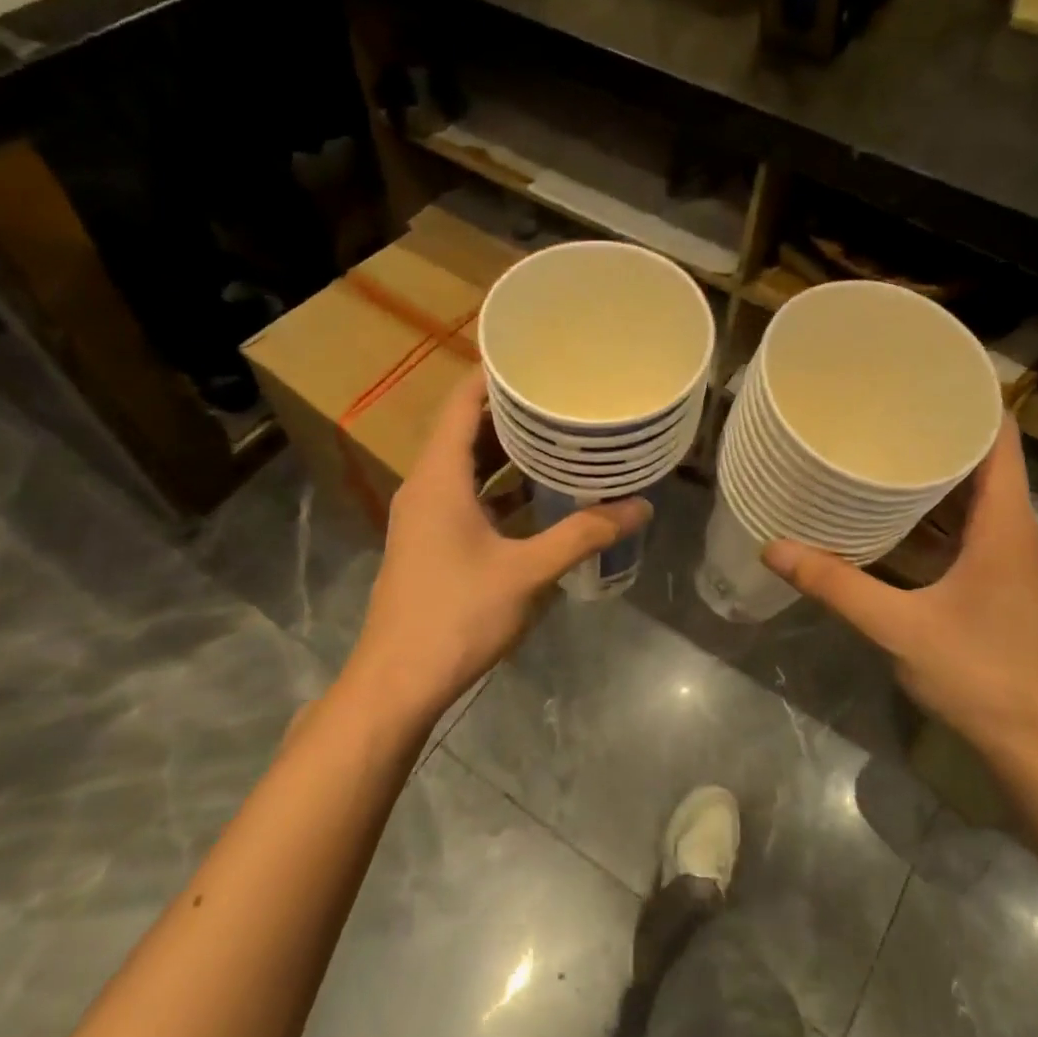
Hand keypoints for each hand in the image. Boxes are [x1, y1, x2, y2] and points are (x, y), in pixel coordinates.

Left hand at [344, 370, 650, 721]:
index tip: (537, 354)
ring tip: (563, 436)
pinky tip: (543, 495)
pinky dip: (503, 488)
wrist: (397, 682)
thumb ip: (583, 535)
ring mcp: (427, 516)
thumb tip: (640, 507)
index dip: (494, 374)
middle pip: (469, 431)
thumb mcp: (527, 573)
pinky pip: (470, 497)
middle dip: (515, 412)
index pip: (463, 403)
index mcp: (439, 477)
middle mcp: (427, 486)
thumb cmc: (456, 616)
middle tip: (566, 396)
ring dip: (511, 453)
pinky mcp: (433, 543)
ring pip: (470, 467)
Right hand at [762, 419, 1037, 764]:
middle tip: (883, 401)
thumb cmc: (978, 674)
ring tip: (881, 438)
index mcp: (1003, 523)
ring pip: (973, 490)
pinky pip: (963, 521)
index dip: (971, 398)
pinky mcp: (991, 575)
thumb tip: (775, 547)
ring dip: (935, 465)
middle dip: (939, 425)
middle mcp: (1010, 527)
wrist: (1031, 739)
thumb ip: (837, 585)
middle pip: (983, 455)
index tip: (924, 372)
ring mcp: (1003, 552)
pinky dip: (932, 505)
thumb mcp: (898, 626)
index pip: (1000, 436)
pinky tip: (889, 504)